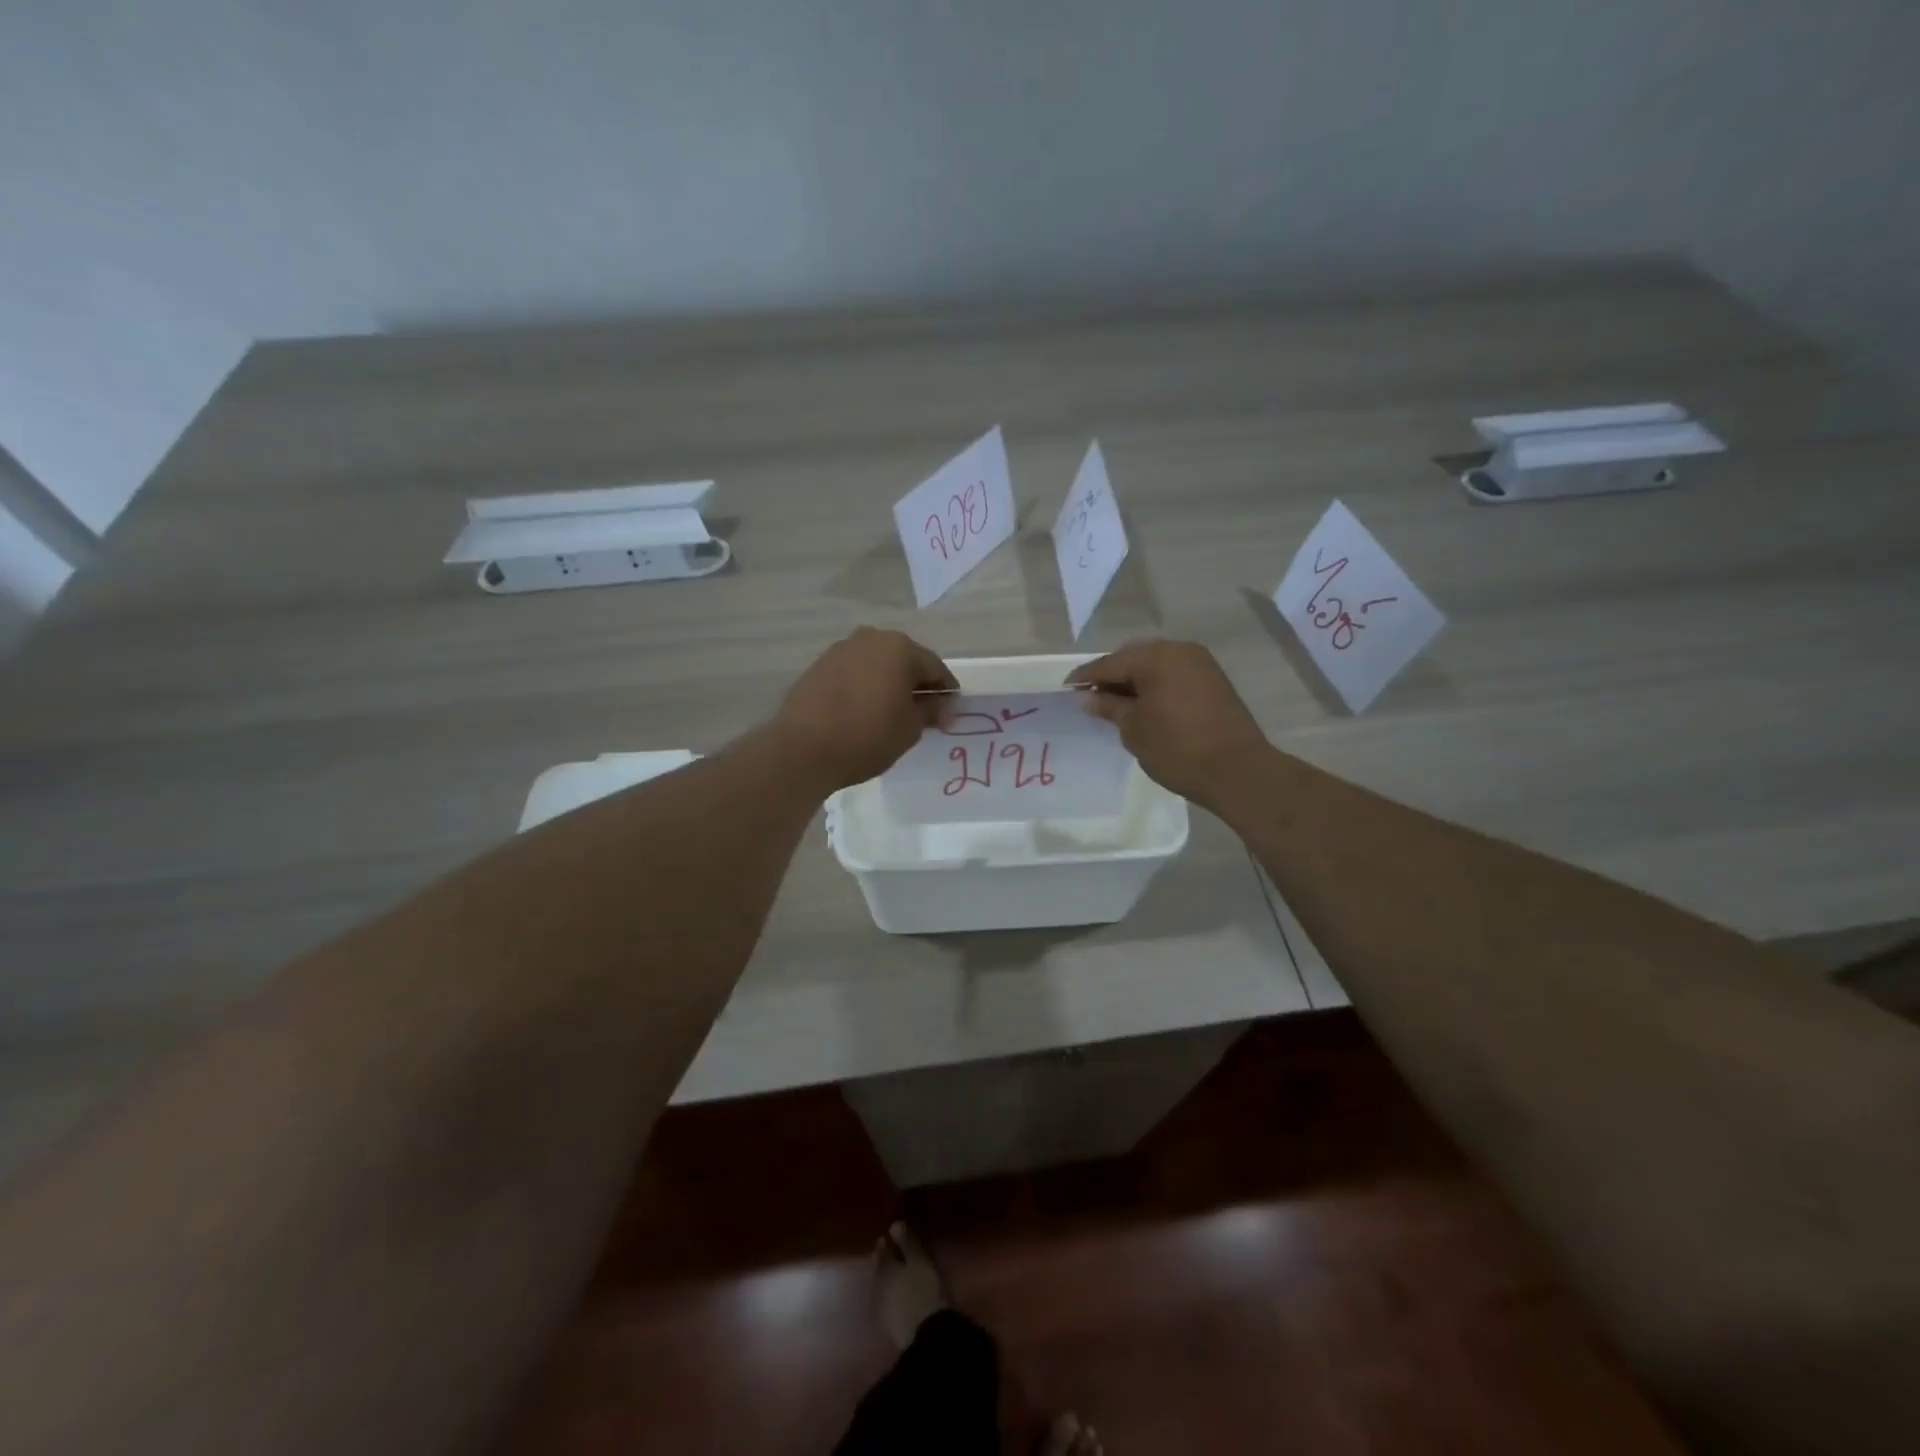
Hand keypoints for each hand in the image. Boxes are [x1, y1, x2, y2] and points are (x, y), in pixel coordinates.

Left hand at [775, 628, 957, 789]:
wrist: (803, 748)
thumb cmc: (867, 736)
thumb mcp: (910, 728)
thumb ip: (930, 711)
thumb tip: (941, 705)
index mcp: (900, 648)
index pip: (935, 667)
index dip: (946, 692)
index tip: (950, 715)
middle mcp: (870, 639)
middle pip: (904, 660)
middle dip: (916, 684)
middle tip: (923, 713)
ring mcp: (840, 650)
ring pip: (876, 665)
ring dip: (888, 683)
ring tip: (892, 712)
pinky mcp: (818, 666)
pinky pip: (853, 673)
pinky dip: (864, 687)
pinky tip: (864, 710)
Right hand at [1065, 639, 1269, 808]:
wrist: (1237, 770)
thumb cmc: (1177, 748)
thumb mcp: (1133, 729)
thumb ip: (1109, 707)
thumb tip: (1089, 698)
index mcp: (1156, 656)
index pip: (1109, 663)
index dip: (1085, 677)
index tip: (1067, 689)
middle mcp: (1179, 650)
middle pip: (1134, 658)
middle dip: (1111, 676)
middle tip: (1091, 698)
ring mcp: (1200, 664)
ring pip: (1156, 666)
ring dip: (1135, 681)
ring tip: (1116, 705)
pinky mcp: (1214, 681)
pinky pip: (1174, 675)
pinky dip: (1155, 686)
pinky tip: (1144, 706)